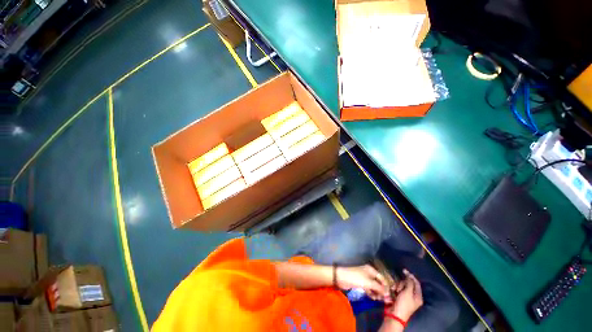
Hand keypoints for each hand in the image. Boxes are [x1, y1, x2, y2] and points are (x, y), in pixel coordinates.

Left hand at [336, 265, 389, 300]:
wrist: (342, 277)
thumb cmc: (356, 277)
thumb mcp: (369, 283)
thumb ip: (379, 288)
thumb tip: (387, 293)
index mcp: (371, 270)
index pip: (382, 278)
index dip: (386, 286)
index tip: (390, 295)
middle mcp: (368, 273)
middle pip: (378, 282)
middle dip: (381, 290)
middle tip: (385, 300)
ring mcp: (364, 278)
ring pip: (373, 286)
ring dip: (376, 293)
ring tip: (379, 300)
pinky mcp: (360, 283)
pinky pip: (368, 288)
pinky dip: (371, 293)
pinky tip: (373, 298)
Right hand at [385, 270, 422, 320]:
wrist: (394, 315)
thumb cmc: (403, 304)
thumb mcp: (407, 292)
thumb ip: (409, 283)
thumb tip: (409, 275)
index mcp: (418, 296)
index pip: (416, 283)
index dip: (411, 276)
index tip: (404, 270)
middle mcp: (413, 297)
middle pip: (408, 284)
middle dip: (402, 283)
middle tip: (399, 287)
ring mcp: (406, 297)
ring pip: (402, 286)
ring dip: (398, 286)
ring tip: (395, 290)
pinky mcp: (400, 298)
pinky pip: (398, 290)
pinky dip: (395, 289)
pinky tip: (392, 291)